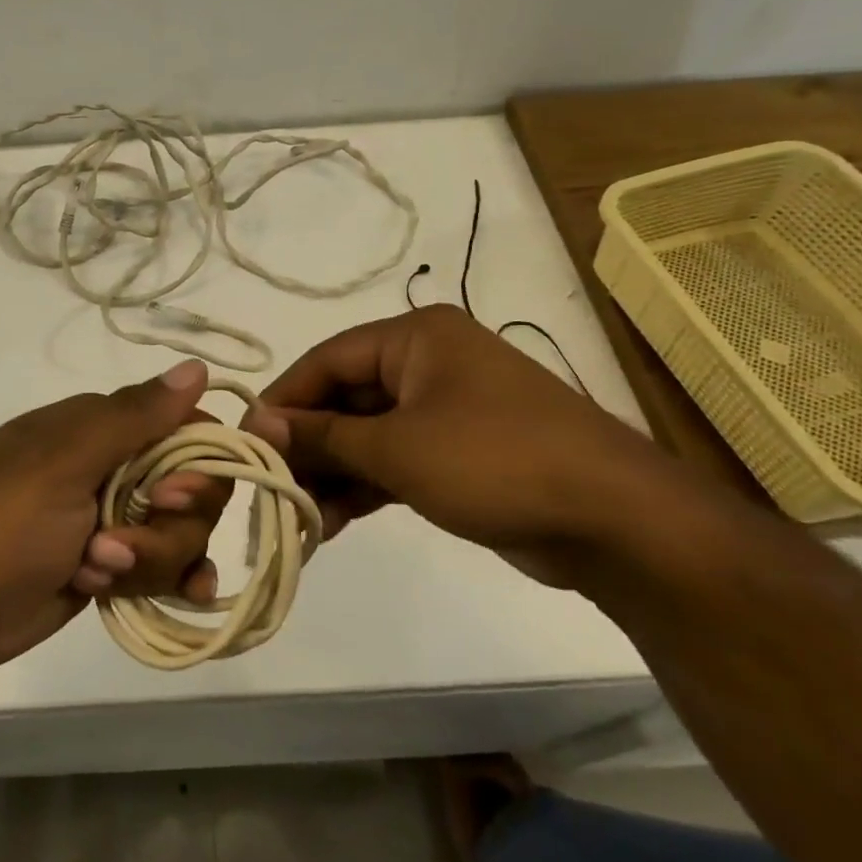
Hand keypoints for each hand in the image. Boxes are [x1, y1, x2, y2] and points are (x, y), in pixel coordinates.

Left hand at [0, 361, 228, 672]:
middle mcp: (114, 467)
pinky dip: (174, 578)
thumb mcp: (65, 464)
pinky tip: (189, 596)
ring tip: (93, 572)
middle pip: (190, 490)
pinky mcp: (113, 564)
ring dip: (148, 560)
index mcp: (99, 428)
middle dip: (165, 527)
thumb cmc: (2, 526)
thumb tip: (197, 366)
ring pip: (180, 533)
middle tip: (115, 545)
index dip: (196, 463)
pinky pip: (167, 565)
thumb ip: (134, 418)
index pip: (183, 429)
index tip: (171, 496)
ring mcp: (114, 518)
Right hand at [246, 307, 674, 585]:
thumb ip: (323, 436)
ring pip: (367, 434)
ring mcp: (445, 409)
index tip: (246, 442)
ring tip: (299, 517)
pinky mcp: (459, 452)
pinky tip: (331, 523)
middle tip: (271, 488)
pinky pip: (395, 460)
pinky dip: (365, 487)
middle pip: (345, 398)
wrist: (615, 521)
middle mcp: (427, 363)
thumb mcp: (397, 448)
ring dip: (332, 473)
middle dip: (308, 445)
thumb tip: (258, 425)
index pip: (326, 359)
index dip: (283, 400)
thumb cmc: (495, 461)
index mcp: (415, 338)